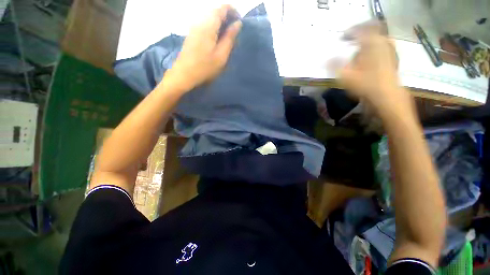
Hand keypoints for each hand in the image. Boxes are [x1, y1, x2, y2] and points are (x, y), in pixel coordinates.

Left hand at [163, 5, 241, 91]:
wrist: (184, 74)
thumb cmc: (205, 67)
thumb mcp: (221, 55)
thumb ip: (230, 38)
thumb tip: (237, 24)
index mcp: (209, 25)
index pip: (222, 8)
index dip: (233, 11)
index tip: (240, 22)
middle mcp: (200, 21)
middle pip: (216, 12)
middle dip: (227, 18)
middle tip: (235, 33)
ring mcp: (194, 27)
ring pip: (210, 18)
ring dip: (221, 24)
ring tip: (227, 37)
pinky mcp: (192, 34)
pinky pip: (205, 25)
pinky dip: (214, 28)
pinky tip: (217, 40)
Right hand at [339, 23, 413, 118]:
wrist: (387, 95)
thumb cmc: (365, 85)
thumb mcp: (345, 76)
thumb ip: (334, 66)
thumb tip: (325, 60)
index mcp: (370, 43)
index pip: (358, 31)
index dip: (348, 33)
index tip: (341, 38)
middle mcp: (382, 42)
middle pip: (371, 29)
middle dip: (359, 32)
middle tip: (350, 38)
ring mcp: (389, 48)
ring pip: (377, 37)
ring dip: (367, 39)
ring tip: (358, 46)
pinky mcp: (393, 56)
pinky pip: (382, 44)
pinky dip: (374, 45)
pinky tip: (369, 54)